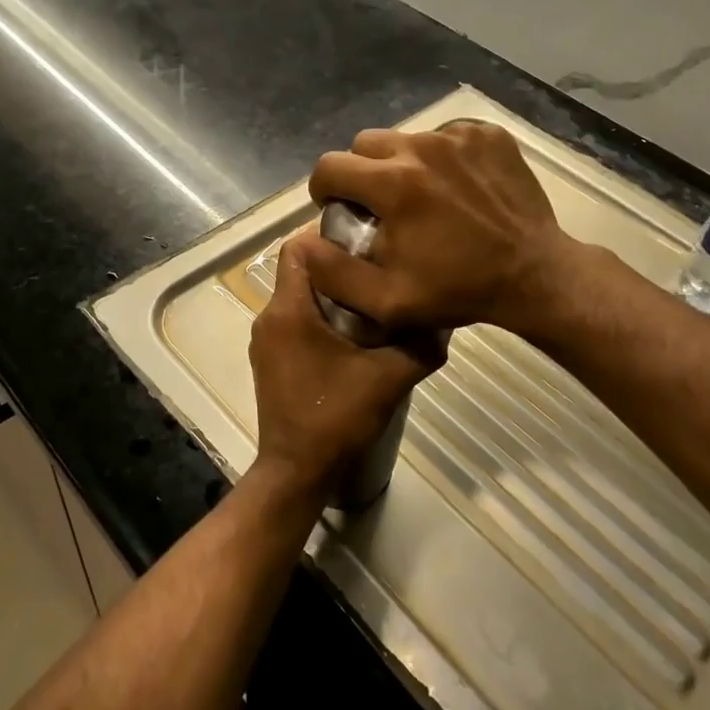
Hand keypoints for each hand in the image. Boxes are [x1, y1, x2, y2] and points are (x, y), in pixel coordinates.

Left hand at [248, 231, 444, 499]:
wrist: (296, 472)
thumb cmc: (337, 418)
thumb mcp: (390, 378)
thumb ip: (420, 344)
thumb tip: (443, 318)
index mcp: (289, 310)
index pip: (297, 248)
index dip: (329, 238)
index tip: (365, 244)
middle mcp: (269, 317)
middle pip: (301, 271)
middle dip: (338, 267)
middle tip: (379, 272)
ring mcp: (266, 340)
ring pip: (298, 297)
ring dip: (331, 295)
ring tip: (373, 303)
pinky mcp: (270, 360)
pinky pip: (294, 321)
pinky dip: (320, 318)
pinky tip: (353, 338)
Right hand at [306, 122, 579, 335]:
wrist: (535, 275)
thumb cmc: (458, 290)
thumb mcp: (387, 301)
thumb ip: (334, 273)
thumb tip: (301, 245)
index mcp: (393, 184)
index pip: (330, 166)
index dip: (325, 190)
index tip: (339, 210)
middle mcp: (422, 147)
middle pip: (365, 144)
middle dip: (361, 172)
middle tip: (380, 204)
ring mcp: (459, 136)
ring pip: (406, 138)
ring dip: (401, 164)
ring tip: (421, 196)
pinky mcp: (488, 135)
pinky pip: (446, 136)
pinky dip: (441, 158)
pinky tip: (456, 188)